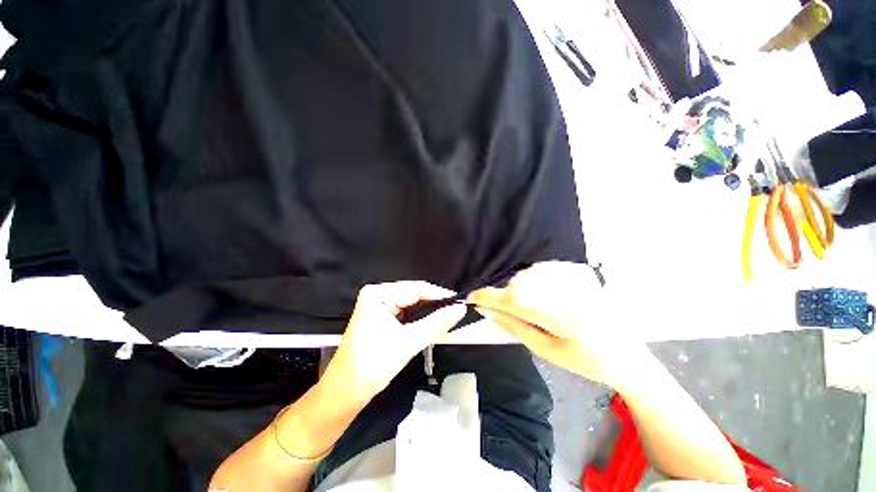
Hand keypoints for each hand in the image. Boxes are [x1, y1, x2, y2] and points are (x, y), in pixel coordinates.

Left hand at [322, 281, 466, 401]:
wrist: (346, 392)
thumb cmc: (371, 365)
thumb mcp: (408, 342)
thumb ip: (436, 324)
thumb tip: (458, 310)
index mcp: (377, 294)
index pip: (415, 288)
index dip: (439, 295)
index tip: (458, 302)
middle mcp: (377, 295)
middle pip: (414, 295)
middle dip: (435, 304)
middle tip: (455, 311)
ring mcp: (378, 306)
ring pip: (411, 304)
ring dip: (429, 312)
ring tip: (448, 317)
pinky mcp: (381, 318)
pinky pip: (406, 313)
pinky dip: (420, 319)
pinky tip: (432, 323)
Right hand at [467, 261, 649, 388]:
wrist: (628, 355)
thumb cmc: (586, 362)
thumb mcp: (547, 351)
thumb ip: (515, 327)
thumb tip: (487, 310)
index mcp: (567, 321)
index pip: (518, 302)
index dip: (491, 297)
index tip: (472, 297)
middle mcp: (574, 294)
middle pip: (522, 282)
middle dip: (506, 293)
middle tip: (503, 305)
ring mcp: (581, 279)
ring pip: (531, 272)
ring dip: (519, 285)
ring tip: (528, 303)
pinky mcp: (583, 272)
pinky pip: (544, 268)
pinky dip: (533, 278)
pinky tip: (541, 292)